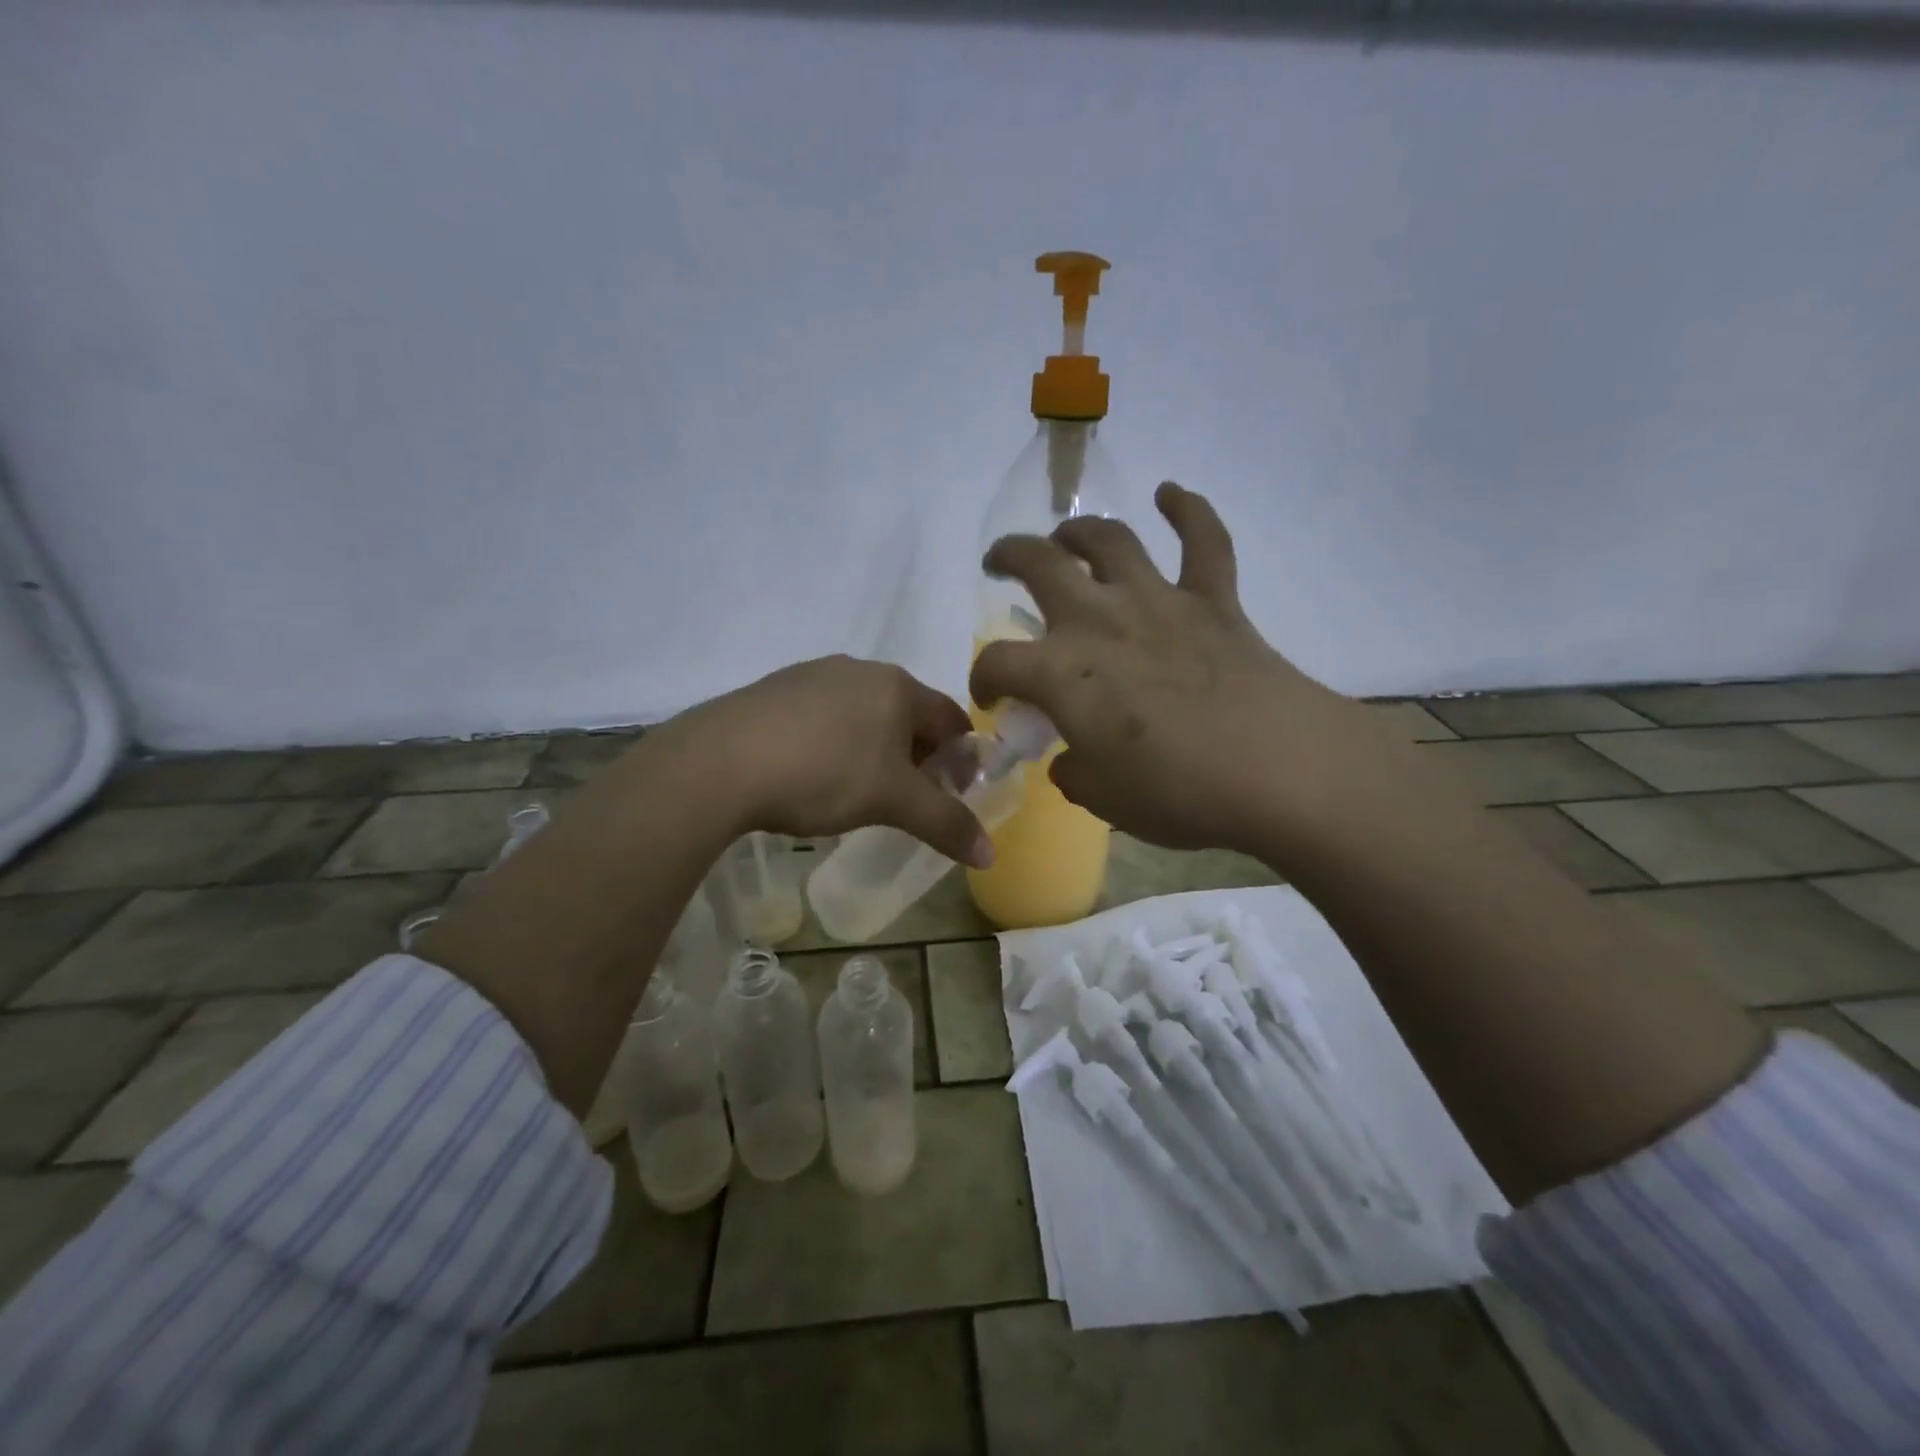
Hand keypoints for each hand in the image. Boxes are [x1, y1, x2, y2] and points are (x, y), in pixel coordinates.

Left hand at [667, 655, 994, 866]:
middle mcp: (859, 669)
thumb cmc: (822, 773)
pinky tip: (812, 775)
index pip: (951, 719)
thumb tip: (989, 855)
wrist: (718, 762)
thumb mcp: (892, 802)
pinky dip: (834, 744)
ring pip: (864, 714)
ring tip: (858, 792)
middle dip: (917, 757)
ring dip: (876, 750)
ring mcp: (813, 675)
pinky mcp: (775, 690)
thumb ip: (945, 823)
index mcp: (897, 686)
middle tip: (908, 800)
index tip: (952, 796)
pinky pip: (823, 716)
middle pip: (908, 715)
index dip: (961, 759)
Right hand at [969, 483, 1377, 856]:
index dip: (984, 680)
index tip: (992, 699)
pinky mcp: (1214, 602)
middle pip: (1040, 566)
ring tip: (1066, 537)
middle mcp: (1100, 621)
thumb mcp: (1105, 800)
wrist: (1278, 772)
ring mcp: (1159, 603)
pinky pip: (1204, 541)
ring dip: (1080, 530)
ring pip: (1110, 540)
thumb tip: (1070, 758)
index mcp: (1062, 673)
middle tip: (999, 564)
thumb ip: (1075, 773)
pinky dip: (1188, 510)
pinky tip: (1171, 493)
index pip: (998, 664)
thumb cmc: (1178, 793)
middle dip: (1010, 557)